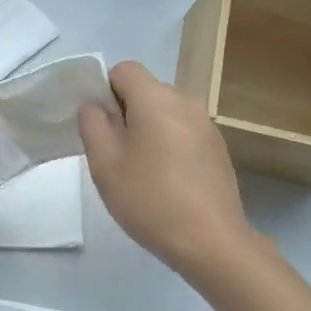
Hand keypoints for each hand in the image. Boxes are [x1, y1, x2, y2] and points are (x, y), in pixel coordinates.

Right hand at [78, 61, 256, 275]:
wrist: (211, 241)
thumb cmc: (150, 198)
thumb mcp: (105, 164)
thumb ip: (93, 125)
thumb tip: (94, 106)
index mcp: (156, 98)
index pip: (124, 70)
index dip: (105, 91)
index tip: (99, 127)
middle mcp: (186, 101)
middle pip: (145, 91)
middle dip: (125, 113)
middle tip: (113, 154)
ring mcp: (207, 125)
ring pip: (165, 113)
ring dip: (147, 131)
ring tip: (140, 172)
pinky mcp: (218, 149)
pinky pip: (183, 133)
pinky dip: (168, 146)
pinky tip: (166, 183)